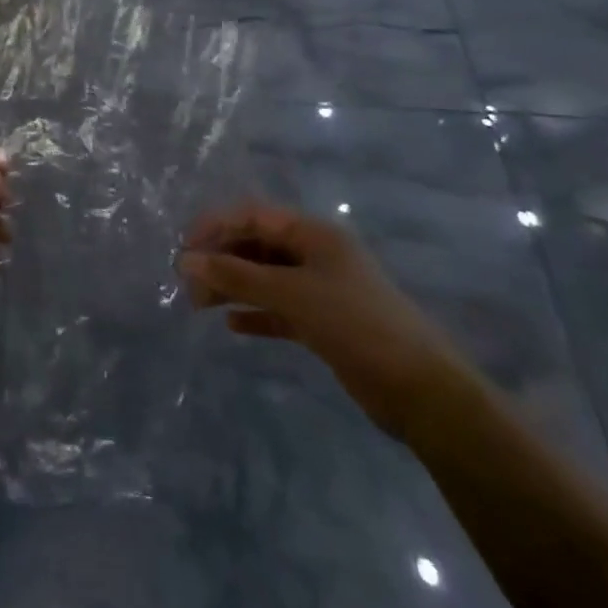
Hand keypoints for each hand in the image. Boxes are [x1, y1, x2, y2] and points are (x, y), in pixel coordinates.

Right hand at [178, 202, 464, 436]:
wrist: (422, 391)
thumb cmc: (356, 325)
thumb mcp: (292, 294)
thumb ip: (237, 275)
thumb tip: (186, 259)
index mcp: (313, 234)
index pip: (253, 215)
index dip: (216, 226)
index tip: (185, 250)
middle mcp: (316, 254)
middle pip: (257, 246)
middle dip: (221, 260)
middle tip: (189, 286)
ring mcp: (321, 289)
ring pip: (265, 277)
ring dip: (233, 287)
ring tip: (200, 306)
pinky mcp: (324, 323)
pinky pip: (279, 309)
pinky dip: (256, 313)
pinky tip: (232, 326)